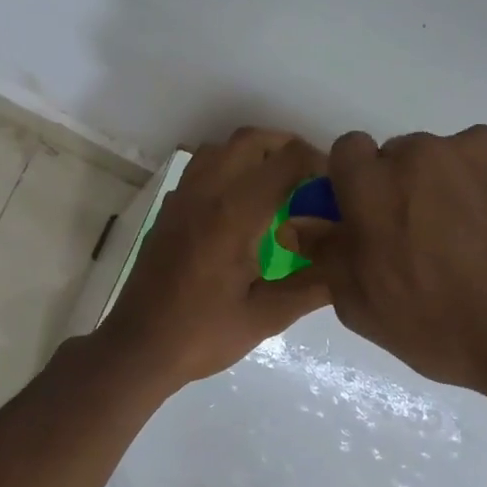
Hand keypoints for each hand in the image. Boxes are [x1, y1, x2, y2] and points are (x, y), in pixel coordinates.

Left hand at [97, 128, 330, 389]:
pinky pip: (199, 170)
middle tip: (309, 176)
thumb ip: (311, 286)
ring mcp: (181, 199)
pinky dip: (226, 169)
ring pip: (219, 149)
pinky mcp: (167, 211)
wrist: (139, 346)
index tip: (334, 184)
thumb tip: (347, 264)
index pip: (284, 162)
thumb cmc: (202, 334)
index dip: (316, 162)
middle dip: (285, 147)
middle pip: (248, 140)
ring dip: (252, 154)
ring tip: (276, 185)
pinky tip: (239, 206)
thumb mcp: (266, 317)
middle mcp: (205, 194)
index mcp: (233, 214)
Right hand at [284, 127, 486, 407]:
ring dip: (461, 184)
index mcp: (374, 185)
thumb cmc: (443, 329)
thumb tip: (297, 222)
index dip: (359, 180)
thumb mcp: (364, 306)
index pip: (350, 150)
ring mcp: (486, 147)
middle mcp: (423, 152)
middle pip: (406, 154)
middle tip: (436, 236)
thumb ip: (327, 254)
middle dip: (411, 186)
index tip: (377, 213)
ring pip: (459, 155)